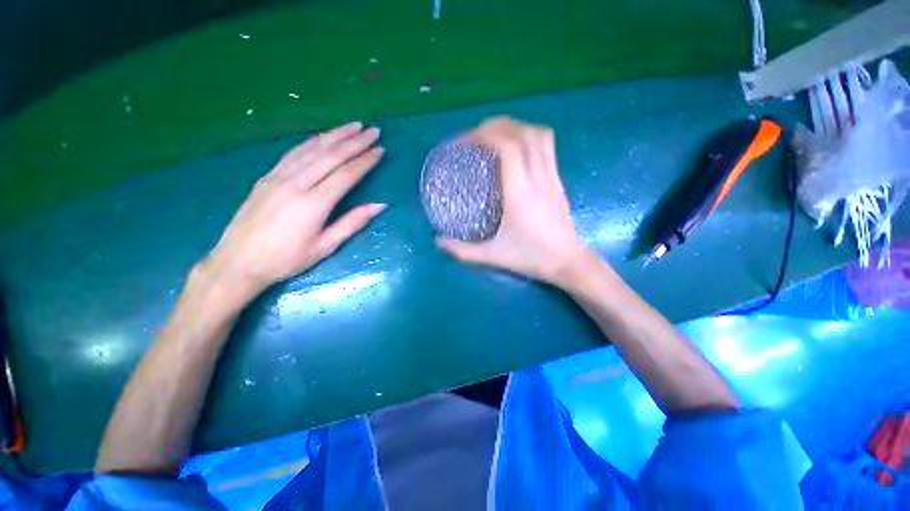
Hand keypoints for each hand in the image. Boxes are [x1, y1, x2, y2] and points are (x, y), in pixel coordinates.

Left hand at [200, 121, 385, 300]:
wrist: (238, 262)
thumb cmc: (286, 259)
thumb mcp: (325, 247)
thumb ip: (353, 223)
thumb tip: (380, 205)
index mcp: (313, 204)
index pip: (346, 175)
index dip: (365, 161)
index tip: (380, 150)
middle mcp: (296, 184)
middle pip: (331, 156)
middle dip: (355, 142)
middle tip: (373, 131)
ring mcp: (278, 177)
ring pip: (312, 149)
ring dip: (335, 135)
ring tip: (354, 126)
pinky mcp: (267, 176)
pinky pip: (294, 152)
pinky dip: (312, 141)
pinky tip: (323, 136)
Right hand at [436, 117, 589, 285]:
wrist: (567, 261)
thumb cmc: (530, 257)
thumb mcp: (493, 256)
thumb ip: (462, 251)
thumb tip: (438, 242)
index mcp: (519, 193)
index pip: (508, 146)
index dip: (485, 135)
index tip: (465, 142)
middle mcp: (537, 177)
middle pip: (523, 133)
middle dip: (497, 125)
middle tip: (476, 136)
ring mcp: (551, 176)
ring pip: (539, 135)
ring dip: (515, 127)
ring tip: (495, 136)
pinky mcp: (557, 180)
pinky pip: (547, 146)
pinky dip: (528, 137)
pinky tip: (516, 150)